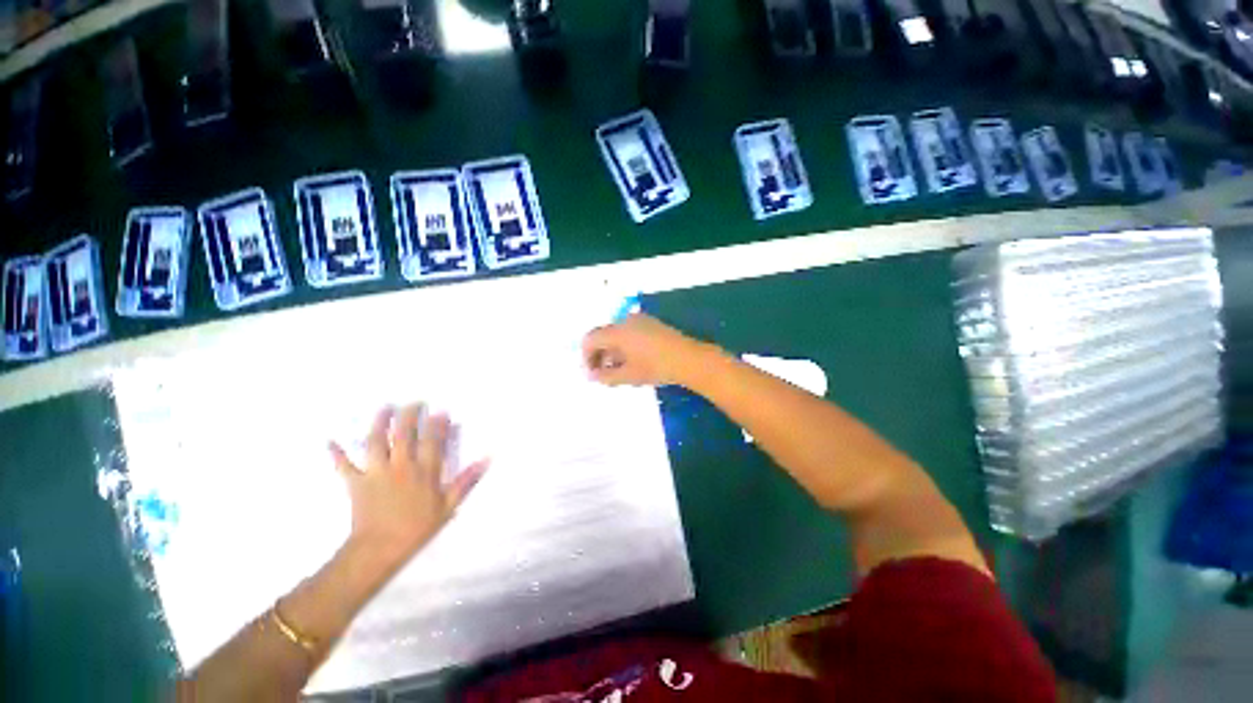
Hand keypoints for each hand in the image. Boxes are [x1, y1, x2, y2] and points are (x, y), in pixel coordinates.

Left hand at [329, 404, 487, 565]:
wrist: (379, 549)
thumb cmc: (417, 528)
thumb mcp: (449, 506)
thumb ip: (466, 481)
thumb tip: (486, 459)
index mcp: (424, 471)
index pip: (432, 441)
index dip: (437, 425)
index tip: (441, 411)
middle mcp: (401, 466)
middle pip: (404, 435)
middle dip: (410, 416)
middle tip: (414, 402)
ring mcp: (376, 472)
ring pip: (376, 442)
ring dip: (380, 423)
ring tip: (385, 408)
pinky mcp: (356, 483)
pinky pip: (345, 466)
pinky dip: (337, 454)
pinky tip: (330, 441)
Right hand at [582, 313, 714, 386]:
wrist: (689, 359)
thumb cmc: (656, 368)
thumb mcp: (628, 376)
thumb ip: (605, 376)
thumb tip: (591, 376)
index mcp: (618, 331)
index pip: (591, 339)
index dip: (586, 356)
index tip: (592, 373)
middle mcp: (626, 321)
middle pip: (603, 335)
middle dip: (599, 354)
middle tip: (602, 374)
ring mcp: (640, 320)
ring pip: (617, 334)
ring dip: (611, 351)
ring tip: (617, 370)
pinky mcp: (651, 324)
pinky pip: (629, 332)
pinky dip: (624, 345)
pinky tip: (632, 361)